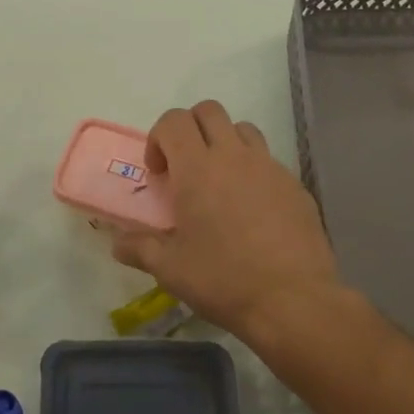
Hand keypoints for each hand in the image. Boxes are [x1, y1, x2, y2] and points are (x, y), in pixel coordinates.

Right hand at [112, 101, 342, 339]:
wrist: (294, 302)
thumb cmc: (223, 279)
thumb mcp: (170, 268)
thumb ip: (139, 248)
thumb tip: (117, 244)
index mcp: (197, 168)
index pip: (173, 120)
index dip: (158, 138)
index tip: (159, 173)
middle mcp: (234, 156)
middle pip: (208, 111)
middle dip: (190, 128)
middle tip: (185, 167)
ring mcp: (269, 167)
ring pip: (242, 129)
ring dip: (224, 143)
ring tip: (220, 182)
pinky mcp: (296, 186)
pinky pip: (269, 161)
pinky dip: (253, 171)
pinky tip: (252, 211)